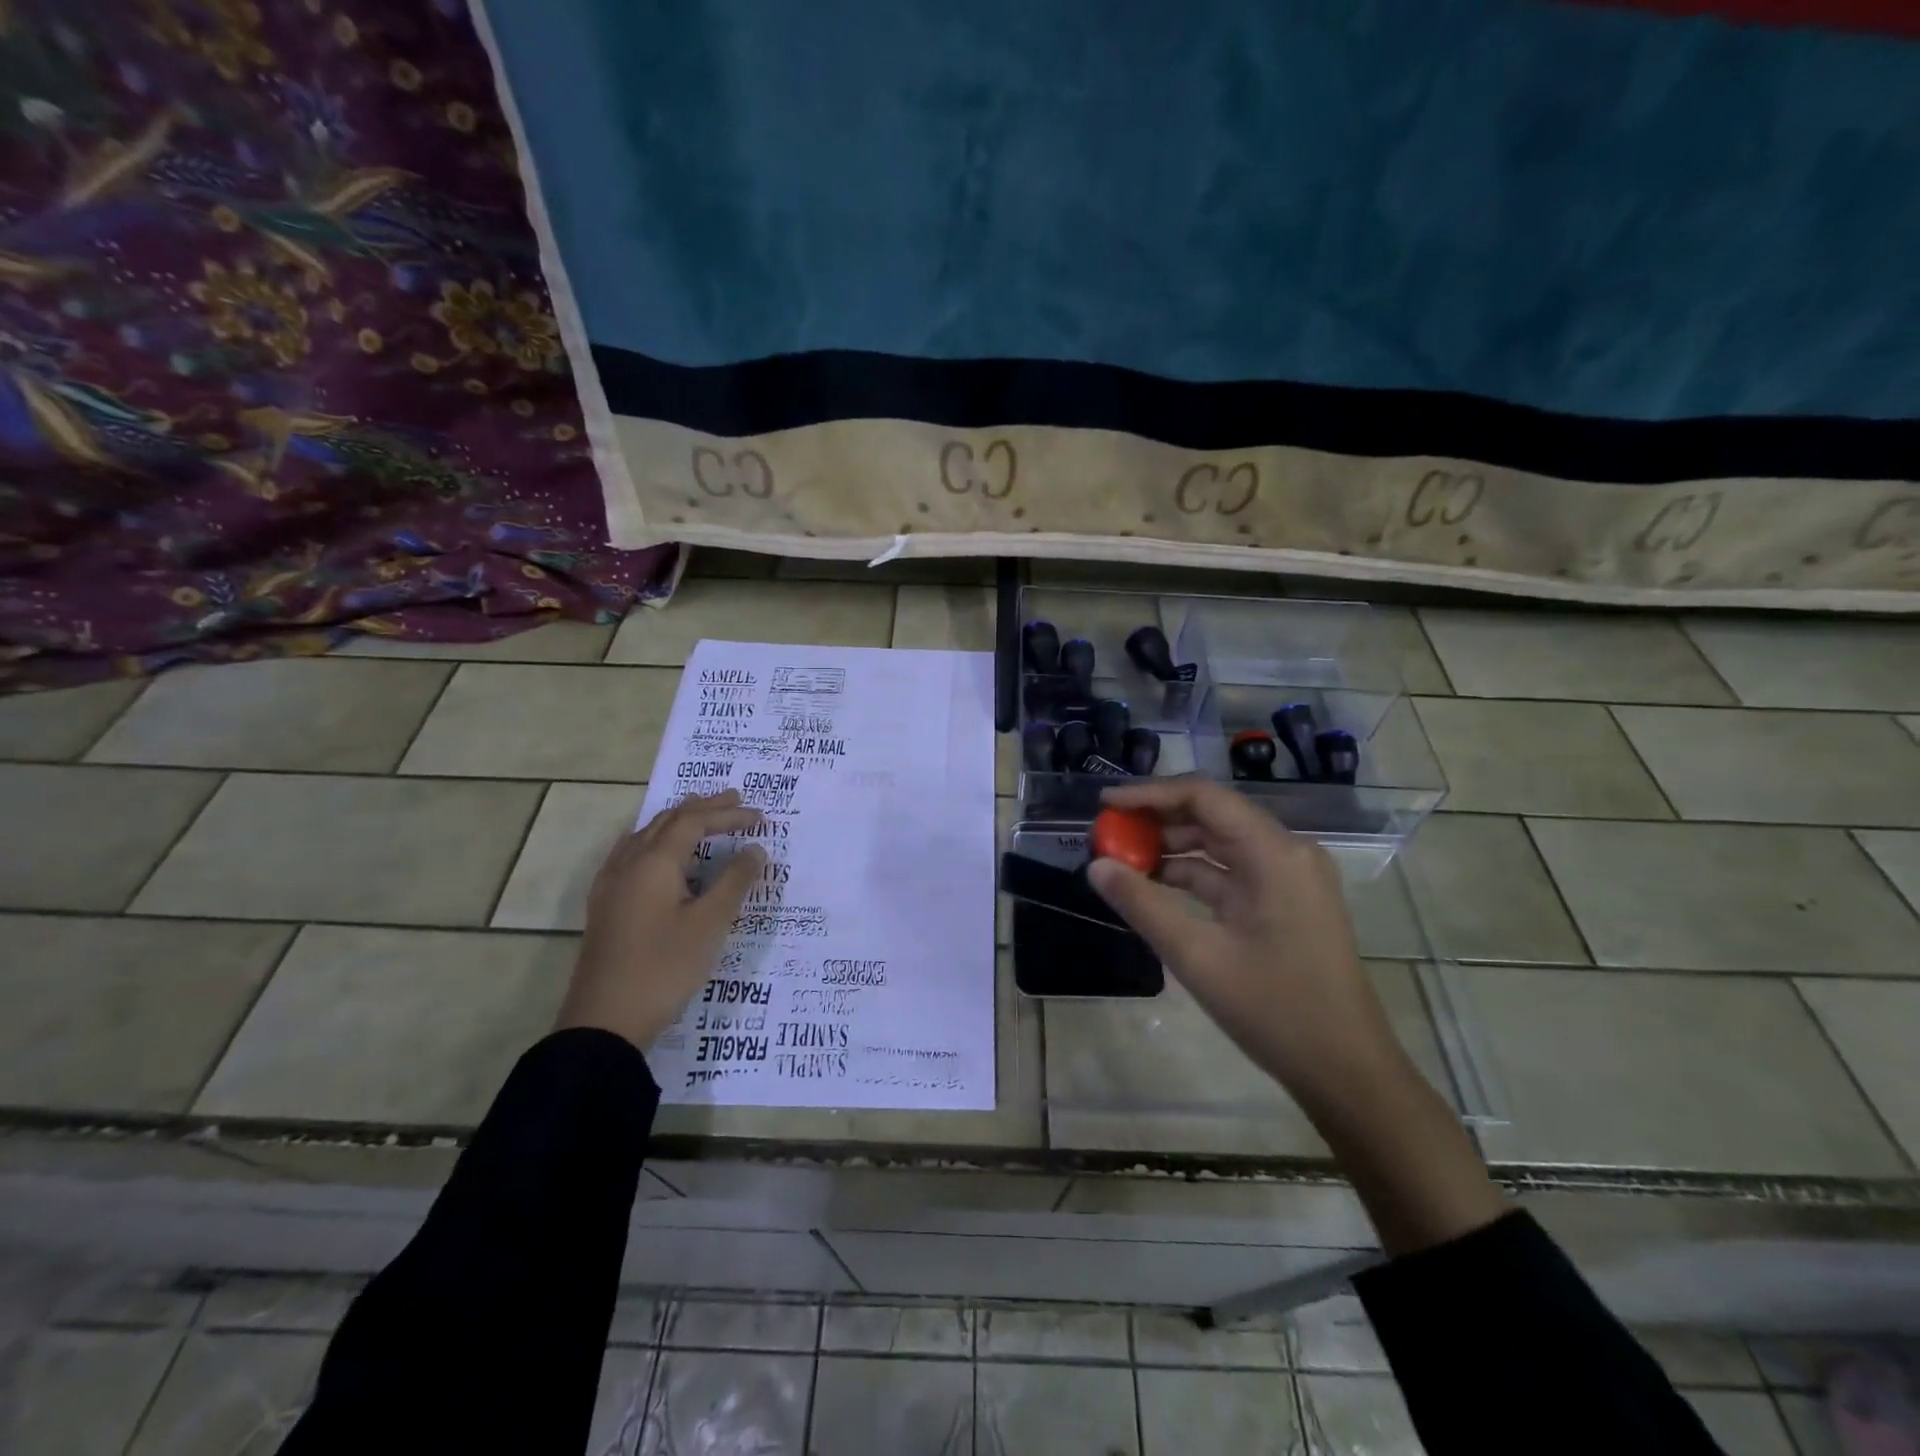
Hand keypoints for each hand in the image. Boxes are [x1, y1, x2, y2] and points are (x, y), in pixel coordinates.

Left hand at [555, 790, 765, 1050]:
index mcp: (653, 863)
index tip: (761, 817)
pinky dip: (655, 842)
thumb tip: (755, 849)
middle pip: (667, 821)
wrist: (604, 1022)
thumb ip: (735, 881)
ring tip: (700, 815)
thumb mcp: (710, 924)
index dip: (728, 814)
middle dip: (703, 808)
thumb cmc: (664, 968)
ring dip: (677, 822)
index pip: (694, 822)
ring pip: (646, 836)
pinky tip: (659, 855)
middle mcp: (628, 864)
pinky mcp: (606, 906)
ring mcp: (611, 885)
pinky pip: (631, 855)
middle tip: (736, 800)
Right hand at [1085, 776, 1409, 1107]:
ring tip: (1121, 859)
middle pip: (1212, 815)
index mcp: (1274, 853)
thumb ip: (1142, 904)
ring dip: (1172, 848)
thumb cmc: (1275, 1010)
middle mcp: (1286, 852)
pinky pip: (1231, 871)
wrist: (1346, 1070)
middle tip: (1106, 833)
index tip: (1104, 803)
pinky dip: (1192, 874)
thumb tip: (1096, 866)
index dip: (1150, 794)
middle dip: (1156, 820)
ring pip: (1219, 843)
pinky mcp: (1285, 901)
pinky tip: (1154, 885)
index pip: (1204, 797)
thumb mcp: (1197, 956)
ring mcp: (1288, 877)